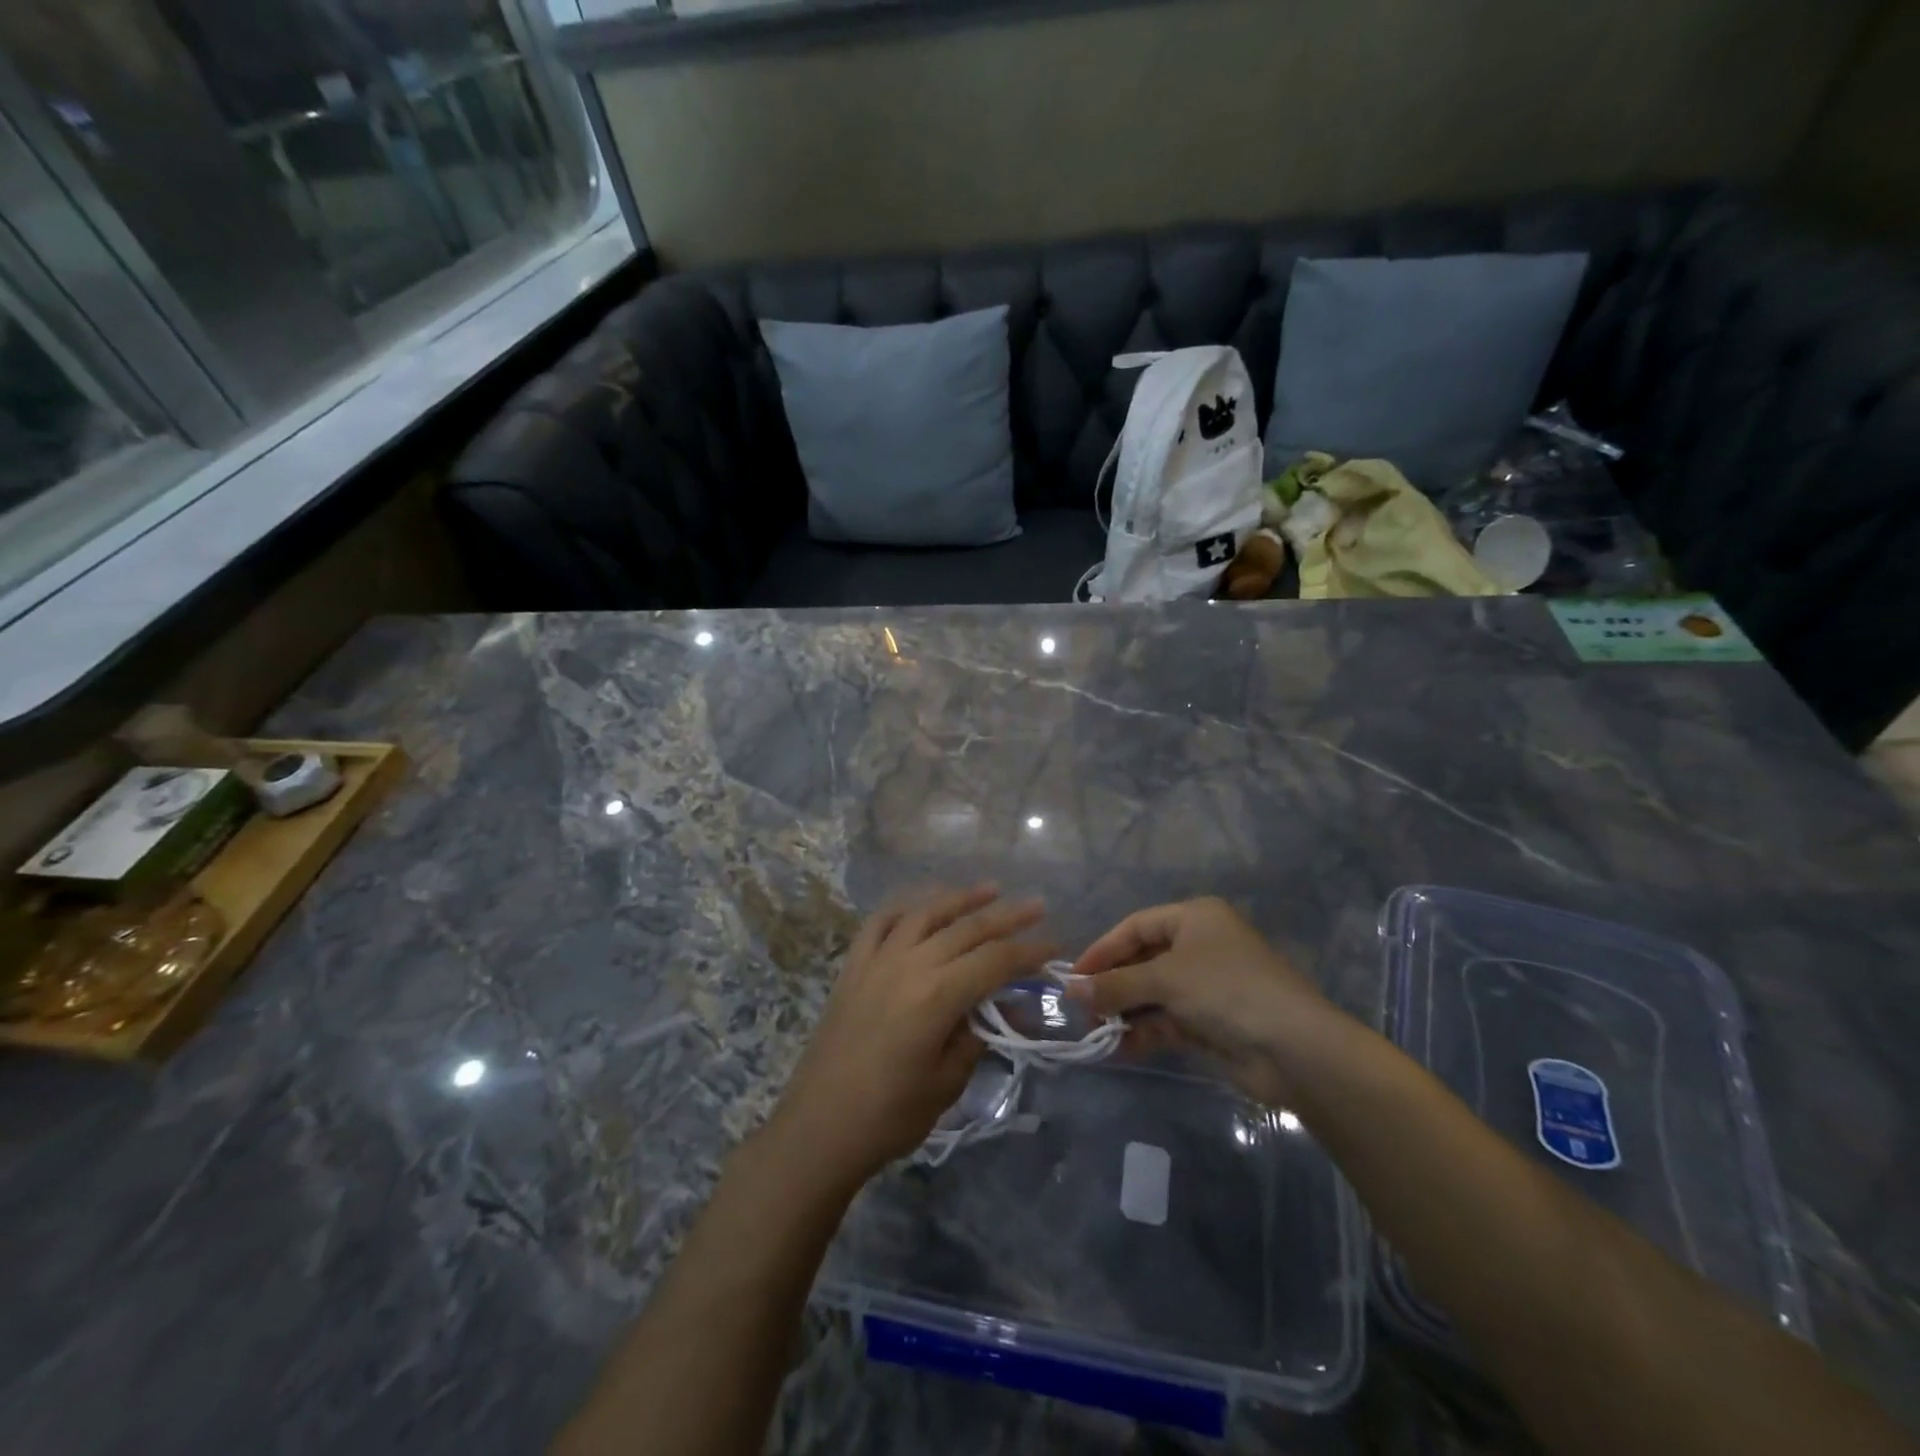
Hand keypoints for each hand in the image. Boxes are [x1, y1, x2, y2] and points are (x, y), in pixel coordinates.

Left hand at [767, 886, 1054, 1191]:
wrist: (819, 1128)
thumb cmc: (890, 1115)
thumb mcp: (948, 1081)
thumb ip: (978, 1035)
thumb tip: (1004, 1008)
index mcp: (937, 995)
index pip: (995, 961)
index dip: (1028, 952)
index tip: (1054, 947)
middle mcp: (909, 964)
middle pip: (966, 929)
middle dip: (1006, 916)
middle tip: (1037, 905)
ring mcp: (876, 960)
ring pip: (924, 913)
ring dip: (959, 898)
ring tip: (989, 889)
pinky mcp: (853, 966)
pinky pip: (881, 922)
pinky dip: (906, 906)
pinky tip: (922, 904)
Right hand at [1068, 897, 1346, 1106]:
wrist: (1293, 1048)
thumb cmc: (1225, 990)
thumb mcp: (1164, 979)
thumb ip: (1115, 985)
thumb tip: (1070, 990)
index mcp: (1194, 917)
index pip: (1135, 926)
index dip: (1103, 950)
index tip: (1073, 976)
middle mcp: (1200, 945)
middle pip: (1143, 960)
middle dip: (1112, 985)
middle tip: (1081, 1008)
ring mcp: (1207, 985)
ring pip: (1153, 993)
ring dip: (1125, 1011)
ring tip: (1096, 1032)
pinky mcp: (1212, 1021)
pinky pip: (1168, 1020)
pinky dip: (1145, 1032)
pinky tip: (1121, 1048)